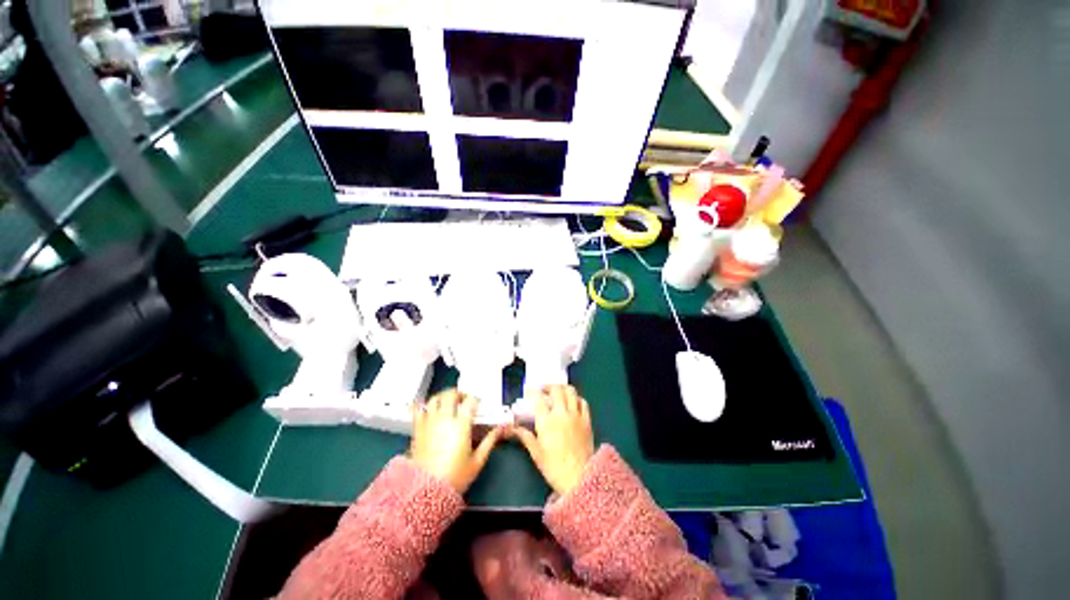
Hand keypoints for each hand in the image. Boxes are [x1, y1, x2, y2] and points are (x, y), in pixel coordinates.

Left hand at [411, 389, 502, 492]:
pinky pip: (419, 410)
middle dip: (459, 393)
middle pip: (451, 394)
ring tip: (448, 402)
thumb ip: (490, 441)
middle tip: (464, 400)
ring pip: (435, 399)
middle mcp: (445, 418)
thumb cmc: (455, 476)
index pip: (470, 401)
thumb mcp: (477, 461)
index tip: (479, 404)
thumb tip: (501, 428)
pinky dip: (425, 406)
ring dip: (443, 396)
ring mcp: (429, 422)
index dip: (476, 399)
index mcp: (461, 425)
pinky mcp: (417, 429)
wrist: (425, 492)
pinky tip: (430, 410)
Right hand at [508, 385, 594, 495]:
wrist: (579, 478)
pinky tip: (572, 402)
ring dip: (562, 388)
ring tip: (557, 392)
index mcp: (547, 421)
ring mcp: (576, 415)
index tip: (529, 391)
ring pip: (570, 391)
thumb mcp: (536, 453)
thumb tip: (514, 428)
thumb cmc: (554, 467)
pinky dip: (576, 398)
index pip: (539, 398)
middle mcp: (561, 413)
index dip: (533, 391)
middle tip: (543, 389)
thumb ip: (525, 436)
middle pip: (556, 390)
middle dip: (548, 386)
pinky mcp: (586, 420)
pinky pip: (583, 402)